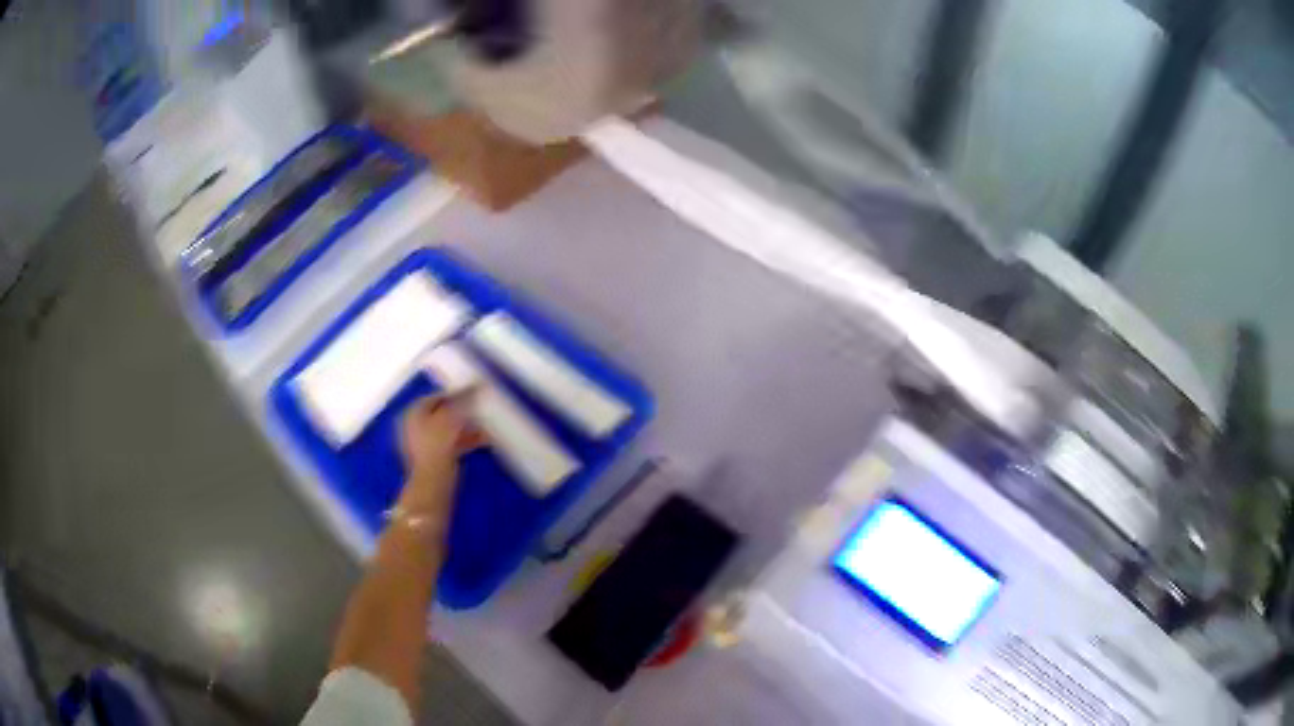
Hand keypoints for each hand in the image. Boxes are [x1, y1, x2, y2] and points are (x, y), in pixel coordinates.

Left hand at [394, 395, 481, 527]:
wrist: (432, 481)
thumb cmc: (438, 444)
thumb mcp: (453, 416)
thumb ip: (465, 398)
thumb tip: (479, 383)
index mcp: (414, 412)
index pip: (437, 396)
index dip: (456, 393)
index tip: (474, 394)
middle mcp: (416, 425)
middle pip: (444, 412)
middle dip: (465, 412)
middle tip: (482, 410)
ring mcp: (425, 444)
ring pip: (450, 429)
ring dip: (469, 427)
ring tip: (488, 426)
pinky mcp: (435, 458)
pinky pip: (453, 443)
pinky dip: (467, 440)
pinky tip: (484, 440)